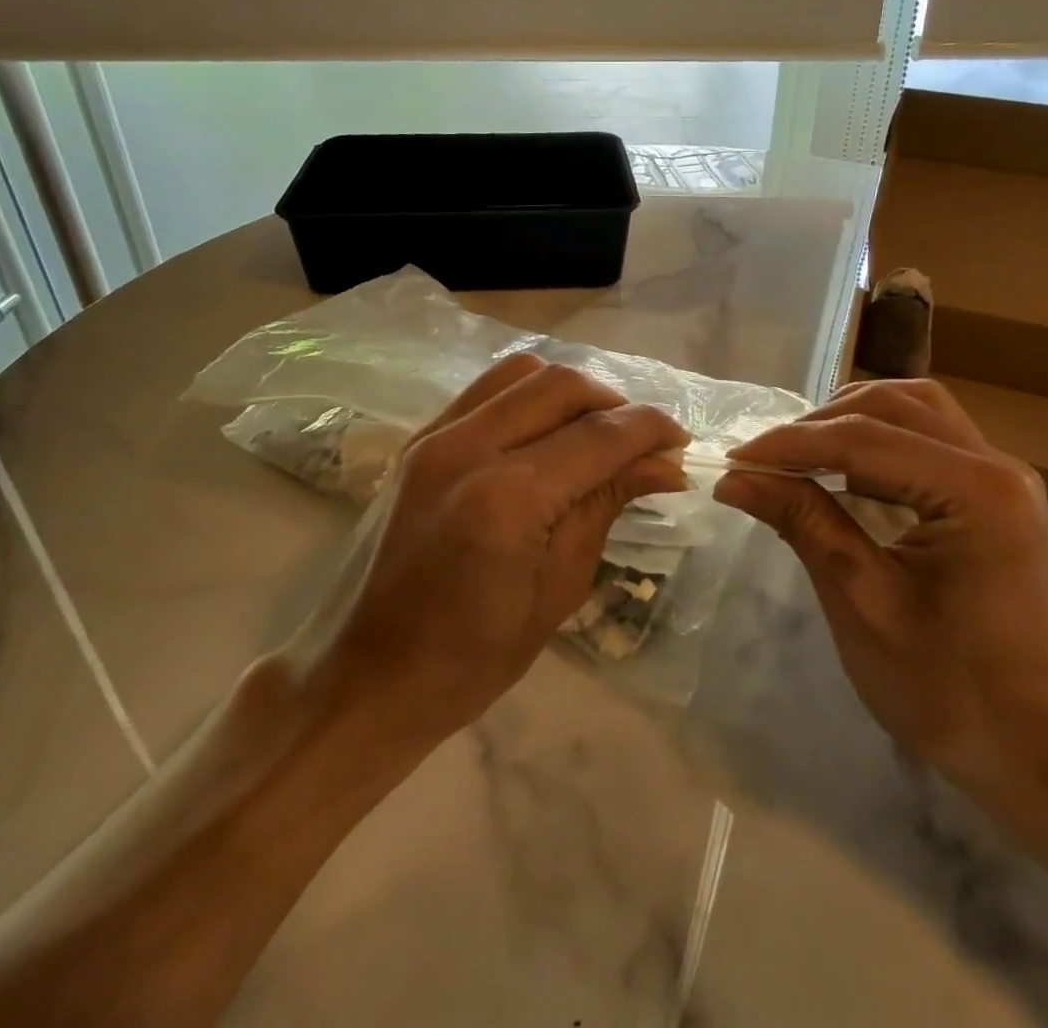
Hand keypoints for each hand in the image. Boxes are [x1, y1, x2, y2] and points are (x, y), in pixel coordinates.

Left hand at [328, 353, 689, 743]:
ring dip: (571, 393)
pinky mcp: (419, 438)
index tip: (680, 444)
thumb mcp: (558, 589)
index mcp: (506, 498)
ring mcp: (434, 435)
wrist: (367, 674)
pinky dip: (529, 397)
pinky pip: (487, 391)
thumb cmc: (471, 659)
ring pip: (522, 372)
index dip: (651, 430)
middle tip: (641, 444)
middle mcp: (466, 446)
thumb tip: (663, 464)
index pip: (598, 436)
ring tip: (595, 434)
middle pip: (561, 384)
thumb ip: (606, 507)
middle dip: (615, 404)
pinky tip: (546, 435)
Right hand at [713, 379, 1047, 807]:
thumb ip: (804, 522)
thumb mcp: (863, 603)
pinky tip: (848, 475)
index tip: (733, 461)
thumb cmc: (953, 693)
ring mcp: (1004, 479)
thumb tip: (735, 478)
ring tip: (802, 458)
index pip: (863, 438)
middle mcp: (997, 466)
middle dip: (821, 425)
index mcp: (976, 490)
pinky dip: (881, 443)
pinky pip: (930, 440)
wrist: (1045, 758)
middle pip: (893, 405)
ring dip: (852, 423)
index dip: (790, 444)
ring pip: (915, 411)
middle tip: (767, 462)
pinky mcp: (998, 498)